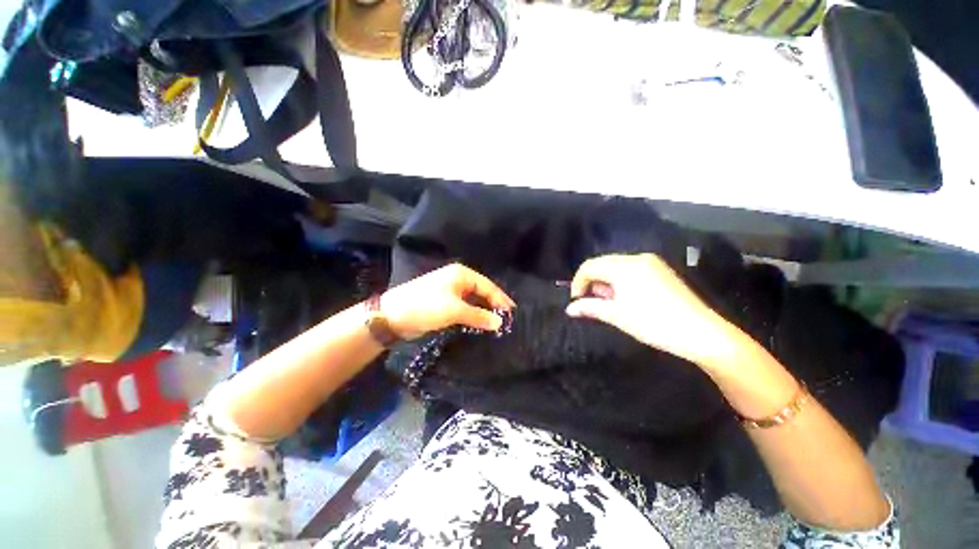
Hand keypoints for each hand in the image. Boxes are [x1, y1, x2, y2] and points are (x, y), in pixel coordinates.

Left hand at [381, 263, 515, 339]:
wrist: (393, 316)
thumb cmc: (426, 306)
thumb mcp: (454, 310)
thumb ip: (478, 316)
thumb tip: (500, 323)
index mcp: (461, 274)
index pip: (488, 285)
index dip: (501, 299)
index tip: (512, 313)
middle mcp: (457, 279)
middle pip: (481, 292)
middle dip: (493, 305)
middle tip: (507, 320)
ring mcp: (450, 291)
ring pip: (473, 301)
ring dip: (484, 312)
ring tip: (497, 324)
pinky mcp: (444, 303)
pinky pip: (464, 308)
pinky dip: (473, 316)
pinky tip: (481, 325)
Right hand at [565, 253, 745, 370]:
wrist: (701, 333)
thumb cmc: (653, 323)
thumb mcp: (616, 316)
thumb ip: (589, 308)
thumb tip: (569, 309)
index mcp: (624, 265)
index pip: (589, 266)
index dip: (578, 282)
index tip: (576, 301)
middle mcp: (637, 258)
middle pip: (602, 264)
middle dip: (592, 283)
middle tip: (591, 303)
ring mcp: (652, 263)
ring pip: (616, 267)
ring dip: (606, 283)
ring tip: (609, 303)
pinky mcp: (661, 271)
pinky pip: (631, 271)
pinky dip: (620, 282)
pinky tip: (625, 298)